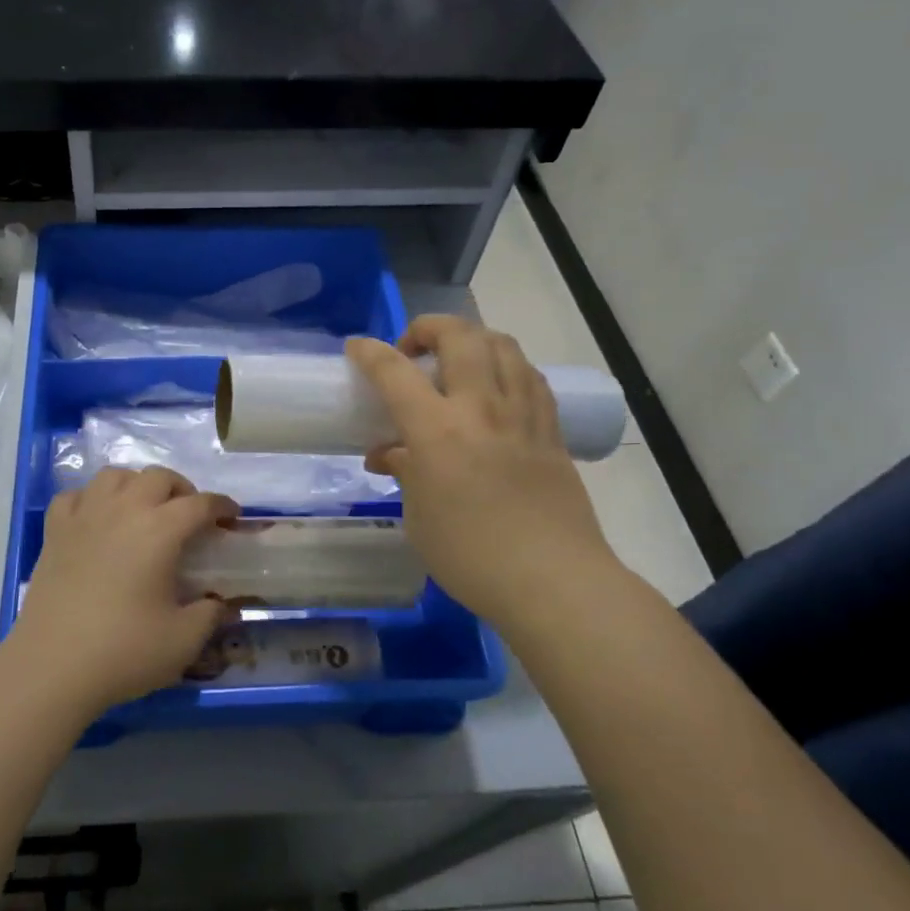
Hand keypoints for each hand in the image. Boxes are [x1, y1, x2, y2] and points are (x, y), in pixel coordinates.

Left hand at [4, 467, 240, 714]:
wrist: (52, 666)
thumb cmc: (123, 651)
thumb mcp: (183, 640)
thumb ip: (210, 614)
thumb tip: (221, 602)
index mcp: (159, 530)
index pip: (200, 504)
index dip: (222, 506)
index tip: (232, 517)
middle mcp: (123, 510)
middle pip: (158, 477)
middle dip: (182, 489)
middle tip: (189, 516)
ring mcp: (84, 516)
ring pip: (115, 476)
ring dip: (137, 485)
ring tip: (144, 510)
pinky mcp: (54, 531)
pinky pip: (76, 496)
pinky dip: (92, 499)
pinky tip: (97, 519)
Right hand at [347, 317, 617, 633]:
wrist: (553, 582)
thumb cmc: (470, 556)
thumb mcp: (418, 517)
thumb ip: (403, 472)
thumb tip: (390, 454)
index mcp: (437, 431)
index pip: (395, 372)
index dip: (370, 352)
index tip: (356, 348)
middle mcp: (481, 409)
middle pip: (459, 336)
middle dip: (428, 328)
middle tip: (413, 351)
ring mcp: (523, 416)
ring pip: (502, 345)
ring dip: (472, 339)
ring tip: (457, 362)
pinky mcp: (551, 431)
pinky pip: (529, 376)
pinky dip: (506, 366)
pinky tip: (497, 388)